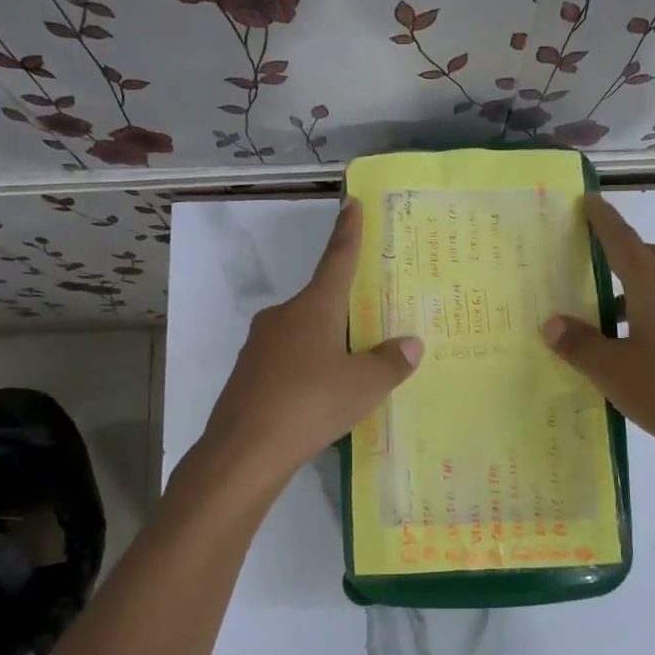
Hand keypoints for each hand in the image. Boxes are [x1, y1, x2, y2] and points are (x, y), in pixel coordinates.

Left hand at [198, 199, 422, 487]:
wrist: (244, 451)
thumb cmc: (311, 404)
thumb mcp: (365, 386)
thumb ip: (390, 363)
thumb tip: (409, 344)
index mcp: (314, 307)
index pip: (337, 258)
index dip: (348, 231)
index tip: (350, 203)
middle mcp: (284, 316)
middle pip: (322, 301)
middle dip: (345, 309)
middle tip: (371, 320)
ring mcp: (260, 344)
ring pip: (303, 333)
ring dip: (327, 343)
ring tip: (351, 371)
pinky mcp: (248, 373)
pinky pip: (287, 360)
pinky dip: (307, 368)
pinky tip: (319, 397)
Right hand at [542, 194, 654, 472]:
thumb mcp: (611, 370)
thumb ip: (578, 343)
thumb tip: (552, 324)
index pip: (624, 241)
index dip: (604, 221)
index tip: (591, 201)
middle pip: (653, 257)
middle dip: (626, 253)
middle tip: (598, 266)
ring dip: (644, 287)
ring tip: (616, 317)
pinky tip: (649, 343)